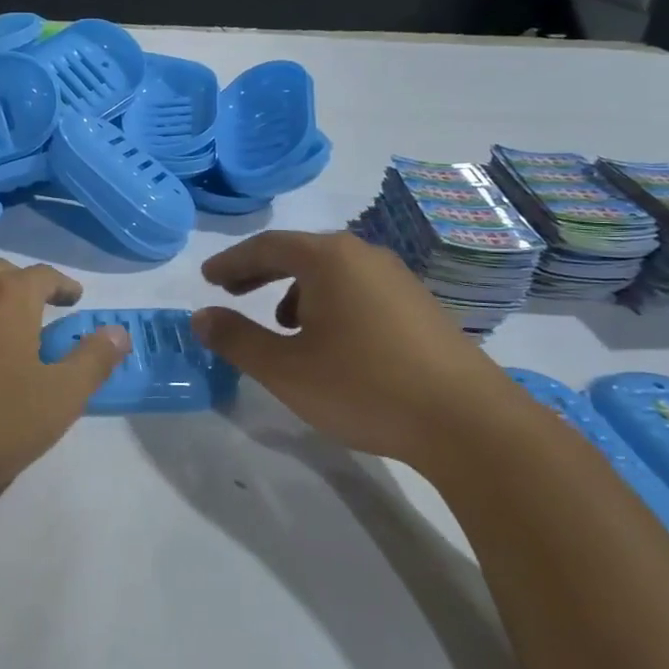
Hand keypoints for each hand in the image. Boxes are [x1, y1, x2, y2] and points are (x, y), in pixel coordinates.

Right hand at [191, 230, 529, 471]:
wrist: (467, 422)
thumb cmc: (364, 387)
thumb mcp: (285, 369)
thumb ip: (236, 339)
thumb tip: (200, 316)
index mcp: (328, 259)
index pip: (266, 246)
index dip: (231, 262)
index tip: (207, 278)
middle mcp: (364, 255)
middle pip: (300, 252)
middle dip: (260, 271)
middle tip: (231, 289)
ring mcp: (398, 278)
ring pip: (332, 272)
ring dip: (296, 289)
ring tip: (281, 324)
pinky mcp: (420, 305)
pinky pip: (358, 289)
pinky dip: (330, 302)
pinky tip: (332, 341)